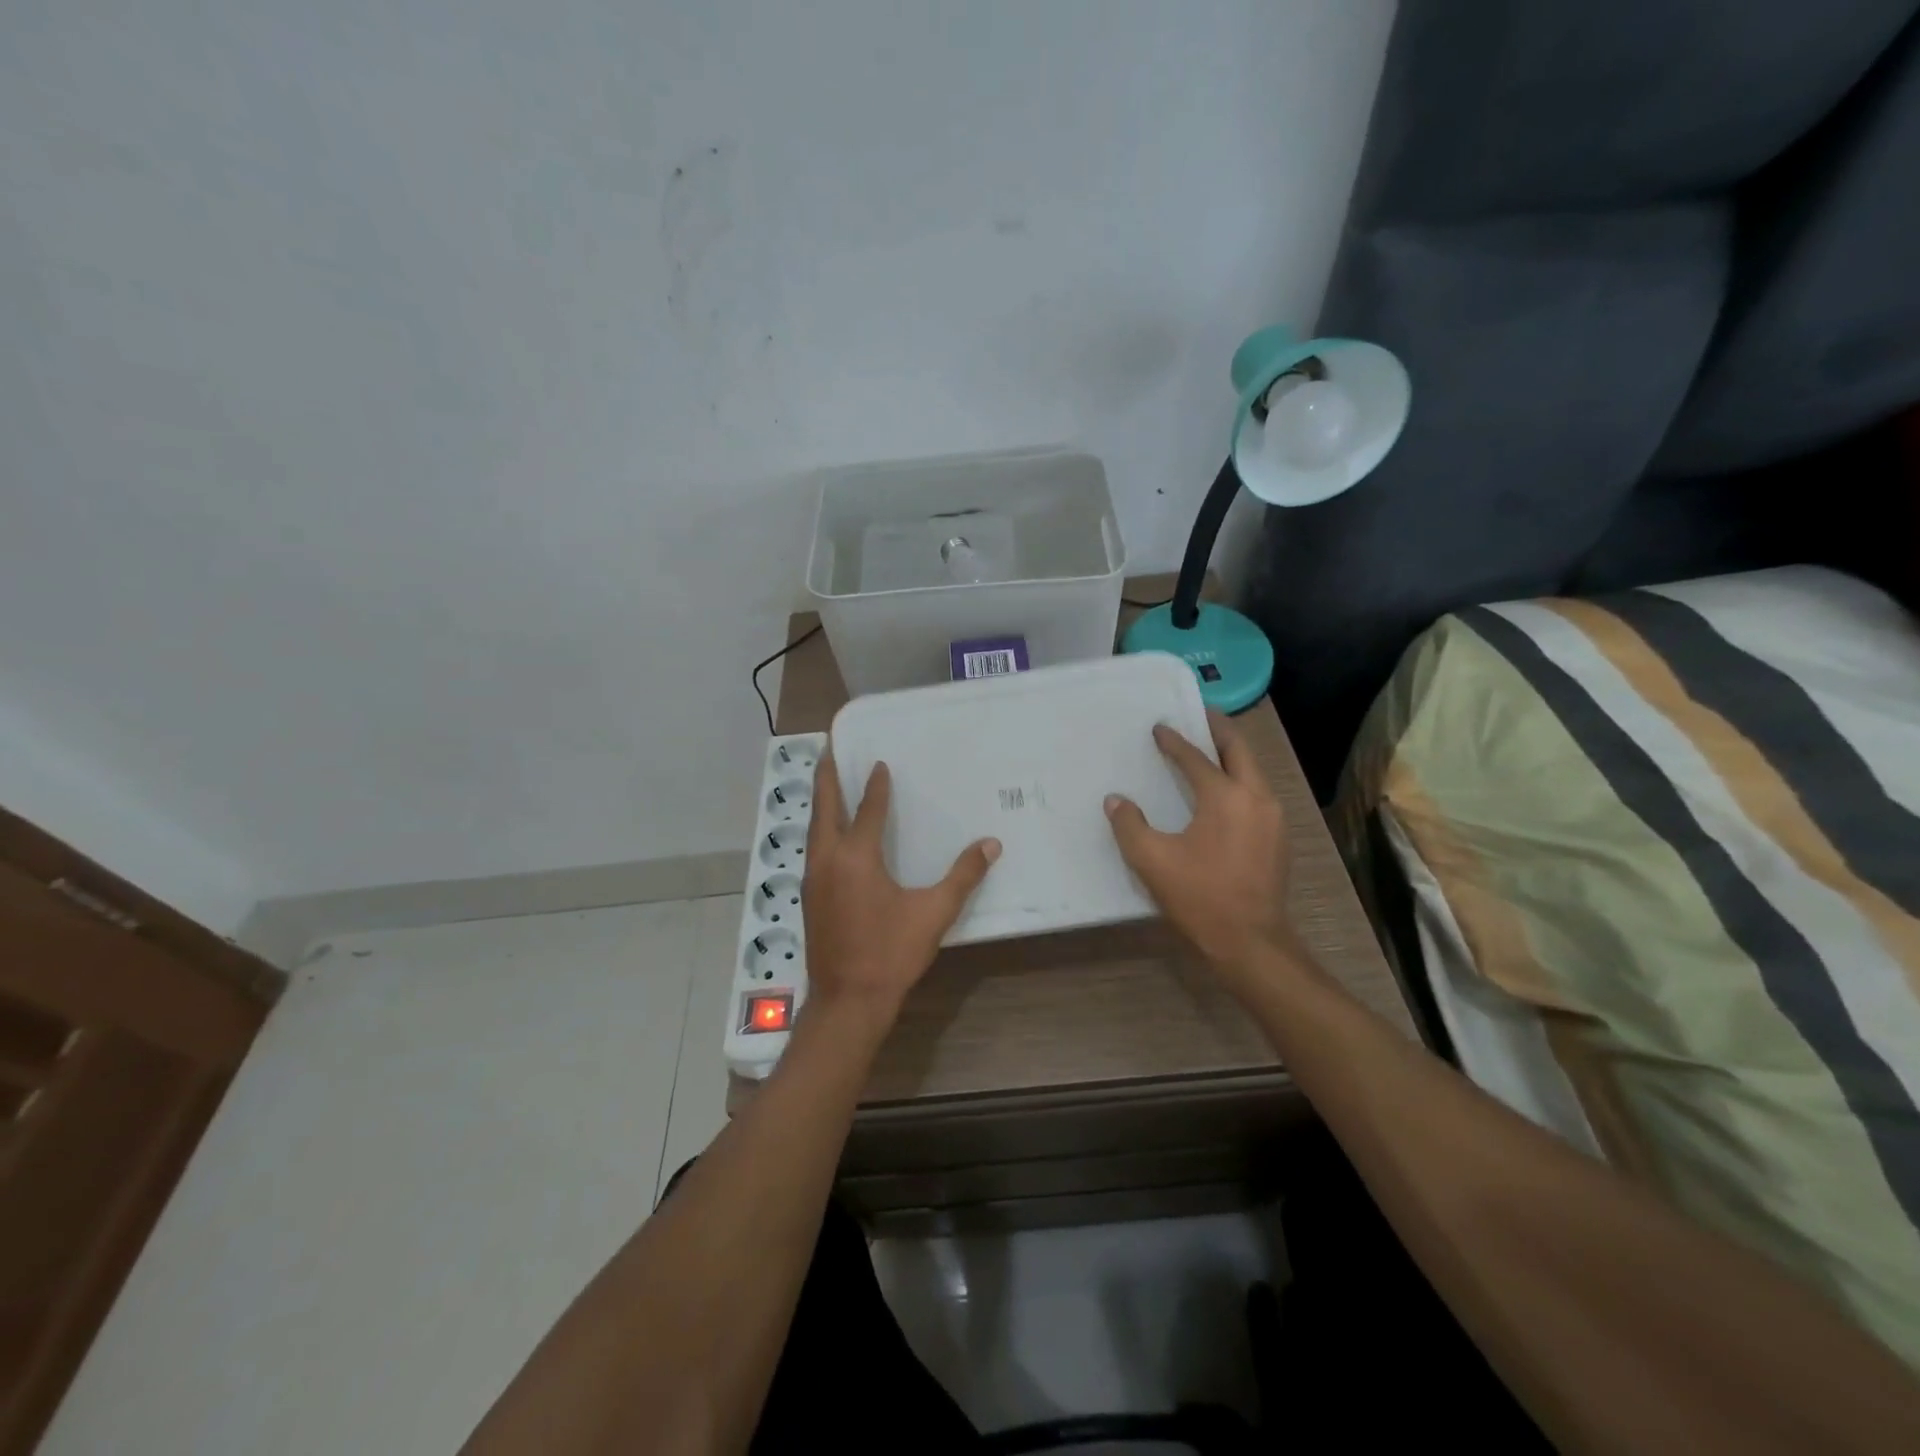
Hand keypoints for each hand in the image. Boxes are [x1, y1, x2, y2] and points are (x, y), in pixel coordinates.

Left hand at [802, 752, 1000, 1027]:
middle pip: (824, 807)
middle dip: (826, 776)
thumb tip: (991, 844)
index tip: (879, 763)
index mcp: (856, 856)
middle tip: (829, 748)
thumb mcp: (933, 913)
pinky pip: (814, 849)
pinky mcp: (810, 897)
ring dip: (822, 803)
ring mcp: (813, 879)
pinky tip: (831, 835)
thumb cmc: (891, 953)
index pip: (867, 808)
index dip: (875, 785)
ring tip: (829, 783)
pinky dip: (821, 829)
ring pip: (814, 829)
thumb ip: (963, 876)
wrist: (848, 1000)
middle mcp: (828, 859)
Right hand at [1104, 710, 1291, 975]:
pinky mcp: (1278, 838)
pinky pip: (1258, 792)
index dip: (1174, 742)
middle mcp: (1256, 797)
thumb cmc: (1200, 898)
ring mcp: (1273, 817)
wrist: (1251, 942)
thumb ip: (1129, 826)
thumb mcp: (1152, 862)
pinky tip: (1223, 791)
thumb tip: (1116, 800)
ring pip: (1253, 770)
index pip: (1196, 758)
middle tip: (1199, 716)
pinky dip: (1240, 779)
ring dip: (1232, 755)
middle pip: (1239, 750)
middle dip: (1219, 729)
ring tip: (1210, 749)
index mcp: (1225, 797)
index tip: (1160, 728)